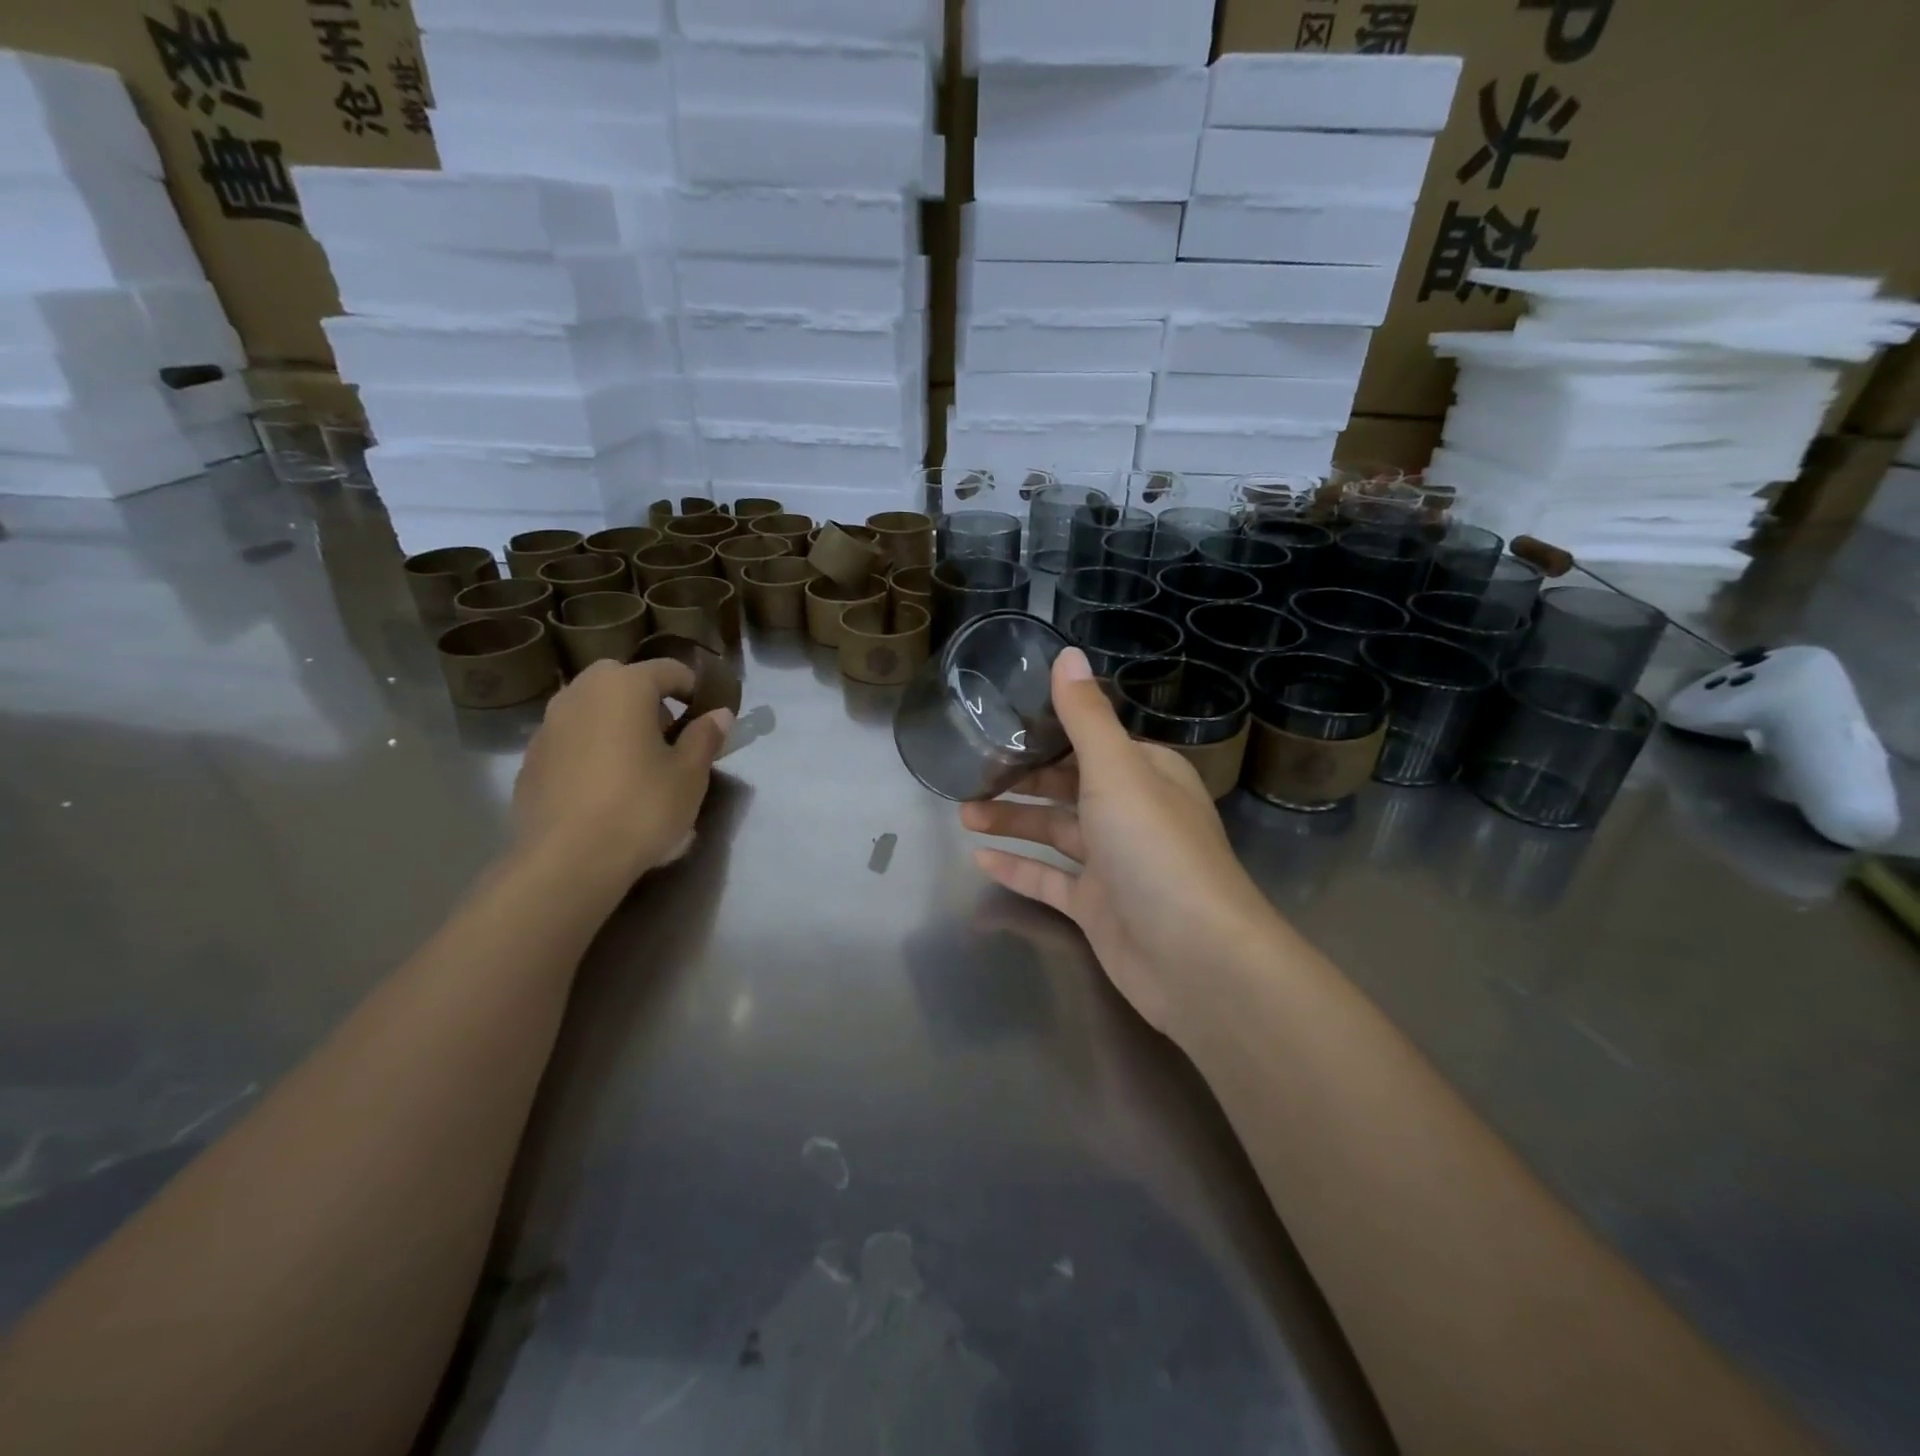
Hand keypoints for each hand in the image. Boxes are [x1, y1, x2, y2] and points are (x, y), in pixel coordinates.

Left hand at [513, 658, 731, 879]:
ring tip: (634, 760)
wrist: (568, 860)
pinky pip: (570, 738)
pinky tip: (602, 785)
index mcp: (624, 687)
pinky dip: (589, 747)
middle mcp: (581, 693)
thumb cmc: (641, 807)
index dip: (692, 687)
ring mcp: (549, 725)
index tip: (705, 715)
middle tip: (667, 734)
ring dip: (614, 720)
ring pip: (590, 706)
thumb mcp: (690, 774)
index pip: (668, 669)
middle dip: (647, 698)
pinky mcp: (531, 759)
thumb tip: (719, 714)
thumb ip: (705, 737)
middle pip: (621, 679)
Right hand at [960, 647, 1276, 1042]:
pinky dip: (1020, 868)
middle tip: (970, 772)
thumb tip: (1067, 653)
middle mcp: (1133, 814)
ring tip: (963, 812)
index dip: (1048, 732)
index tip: (1000, 723)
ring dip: (1013, 821)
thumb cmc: (1155, 848)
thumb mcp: (1117, 770)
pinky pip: (1052, 881)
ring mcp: (1116, 864)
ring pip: (1056, 832)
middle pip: (1069, 787)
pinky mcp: (1099, 908)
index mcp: (1147, 774)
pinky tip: (980, 858)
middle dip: (1022, 779)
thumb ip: (1086, 716)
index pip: (1092, 742)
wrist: (1195, 958)